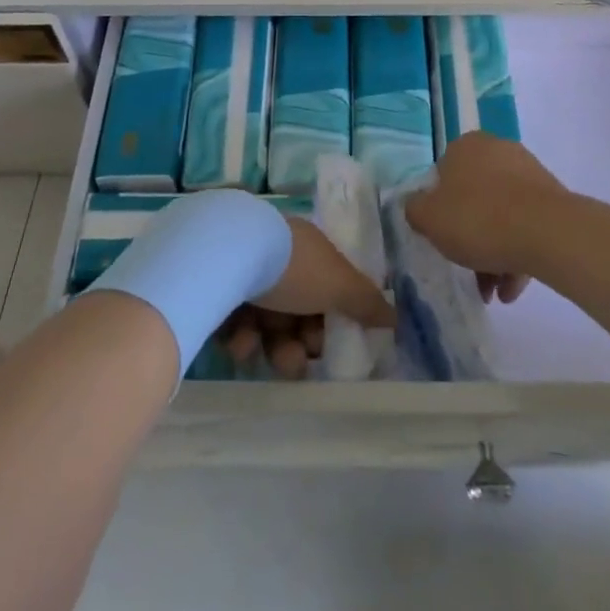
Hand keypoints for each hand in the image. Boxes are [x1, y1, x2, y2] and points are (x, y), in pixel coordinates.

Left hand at [220, 218, 393, 379]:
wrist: (227, 255)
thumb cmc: (292, 267)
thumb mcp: (338, 283)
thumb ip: (366, 301)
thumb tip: (394, 316)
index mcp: (307, 249)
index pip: (325, 289)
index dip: (330, 320)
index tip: (329, 345)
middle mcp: (277, 257)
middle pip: (295, 310)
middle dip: (299, 342)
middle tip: (295, 361)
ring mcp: (244, 271)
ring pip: (265, 321)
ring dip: (270, 345)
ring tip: (262, 352)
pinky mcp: (215, 288)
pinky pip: (233, 321)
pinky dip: (238, 335)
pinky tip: (237, 338)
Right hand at [404, 133, 566, 299]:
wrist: (548, 231)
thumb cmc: (479, 219)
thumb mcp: (430, 219)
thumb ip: (415, 210)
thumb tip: (417, 206)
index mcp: (465, 146)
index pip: (442, 176)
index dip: (439, 210)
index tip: (442, 239)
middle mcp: (497, 150)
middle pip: (473, 198)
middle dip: (469, 237)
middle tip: (467, 270)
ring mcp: (527, 172)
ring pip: (501, 215)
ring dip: (493, 253)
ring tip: (493, 292)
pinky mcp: (552, 197)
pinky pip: (526, 225)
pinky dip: (516, 253)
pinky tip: (511, 288)